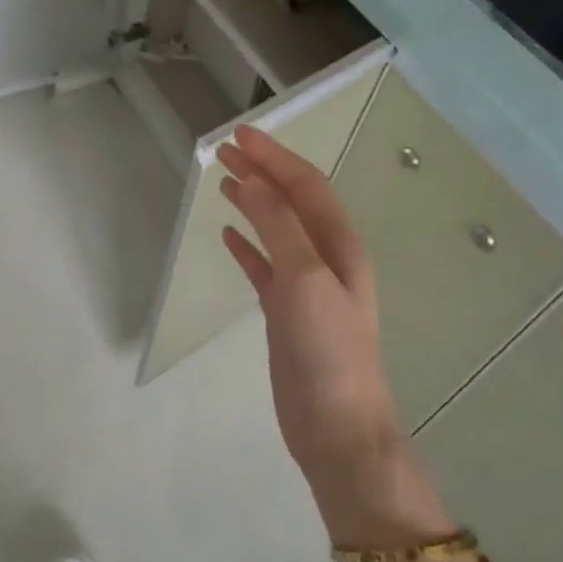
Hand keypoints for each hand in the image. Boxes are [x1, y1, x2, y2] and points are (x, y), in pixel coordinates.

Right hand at [218, 126, 448, 538]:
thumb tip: (251, 180)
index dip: (274, 157)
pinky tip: (227, 235)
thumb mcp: (305, 279)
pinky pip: (264, 267)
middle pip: (291, 202)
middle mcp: (327, 259)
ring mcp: (306, 287)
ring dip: (252, 203)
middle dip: (261, 172)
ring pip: (276, 231)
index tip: (239, 134)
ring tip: (223, 181)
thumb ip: (279, 227)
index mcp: (339, 245)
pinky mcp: (286, 313)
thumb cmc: (327, 350)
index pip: (306, 186)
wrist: (336, 427)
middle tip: (223, 149)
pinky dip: (247, 246)